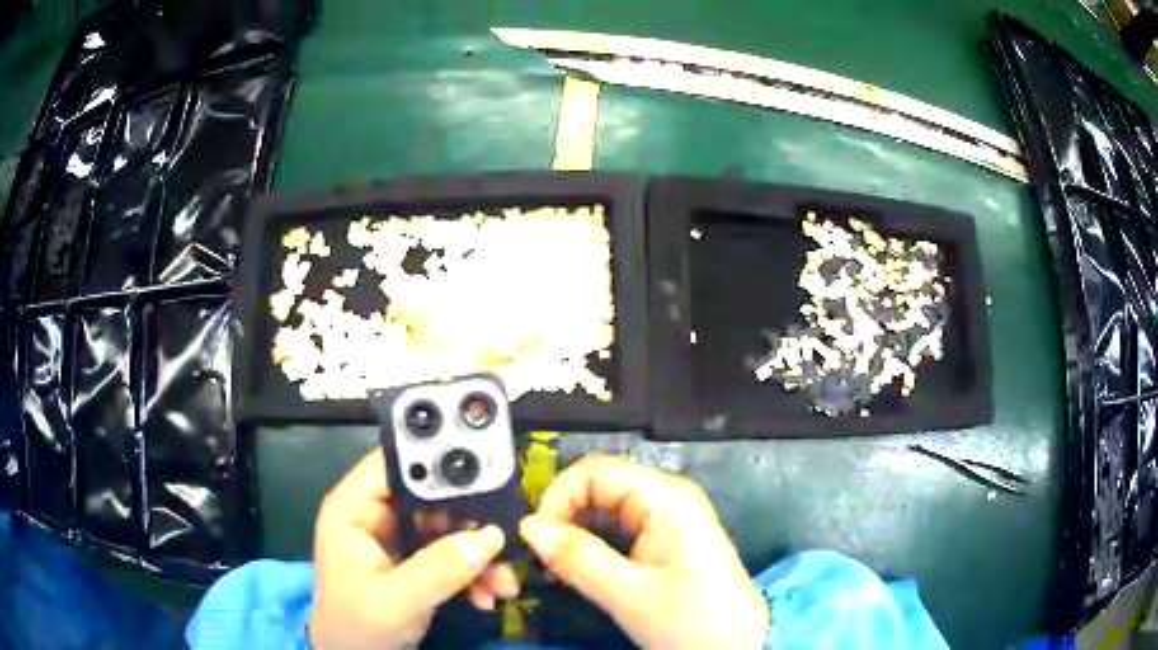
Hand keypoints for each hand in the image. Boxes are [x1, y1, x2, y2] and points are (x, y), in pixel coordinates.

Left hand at [310, 448, 519, 648]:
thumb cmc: (357, 626)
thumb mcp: (396, 600)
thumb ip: (439, 569)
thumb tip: (491, 537)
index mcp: (354, 508)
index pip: (394, 465)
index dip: (435, 462)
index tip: (485, 471)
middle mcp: (374, 514)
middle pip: (429, 496)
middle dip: (470, 520)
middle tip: (505, 537)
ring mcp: (395, 538)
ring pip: (446, 527)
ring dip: (479, 554)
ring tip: (504, 582)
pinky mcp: (412, 560)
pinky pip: (449, 552)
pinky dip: (472, 572)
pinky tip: (487, 596)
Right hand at [519, 454, 768, 648]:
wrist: (737, 648)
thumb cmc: (689, 621)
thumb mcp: (628, 594)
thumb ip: (577, 557)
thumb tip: (527, 526)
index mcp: (666, 498)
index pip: (596, 470)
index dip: (559, 496)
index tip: (537, 538)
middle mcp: (670, 497)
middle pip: (602, 485)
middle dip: (566, 514)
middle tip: (544, 556)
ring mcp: (672, 518)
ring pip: (609, 508)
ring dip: (578, 531)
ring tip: (558, 566)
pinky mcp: (670, 540)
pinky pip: (623, 528)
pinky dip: (596, 543)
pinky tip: (584, 569)